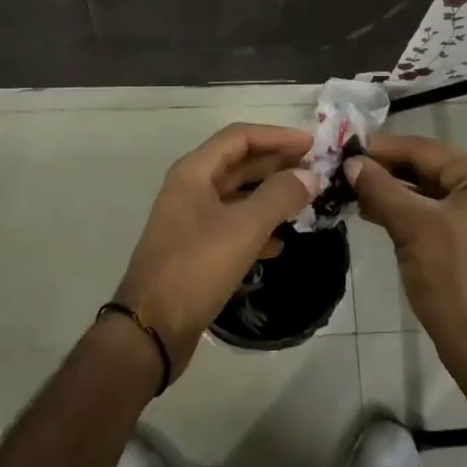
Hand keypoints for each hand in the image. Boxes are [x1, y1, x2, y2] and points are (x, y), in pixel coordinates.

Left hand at [112, 123, 318, 380]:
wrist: (151, 330)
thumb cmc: (195, 269)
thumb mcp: (243, 229)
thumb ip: (279, 197)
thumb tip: (310, 177)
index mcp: (194, 173)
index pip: (239, 137)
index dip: (277, 136)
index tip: (311, 146)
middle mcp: (190, 189)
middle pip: (239, 164)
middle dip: (277, 165)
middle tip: (315, 173)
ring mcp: (191, 220)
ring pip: (238, 196)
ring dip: (270, 196)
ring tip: (305, 203)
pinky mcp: (196, 249)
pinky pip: (232, 226)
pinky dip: (257, 227)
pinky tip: (280, 243)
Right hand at [347, 132, 466, 381]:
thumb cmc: (452, 277)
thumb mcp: (411, 226)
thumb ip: (380, 188)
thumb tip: (352, 163)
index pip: (424, 150)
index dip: (382, 148)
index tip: (344, 148)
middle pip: (426, 169)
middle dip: (384, 171)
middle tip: (343, 170)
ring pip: (427, 193)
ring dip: (390, 192)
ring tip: (350, 192)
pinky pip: (432, 214)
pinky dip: (404, 212)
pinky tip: (372, 213)